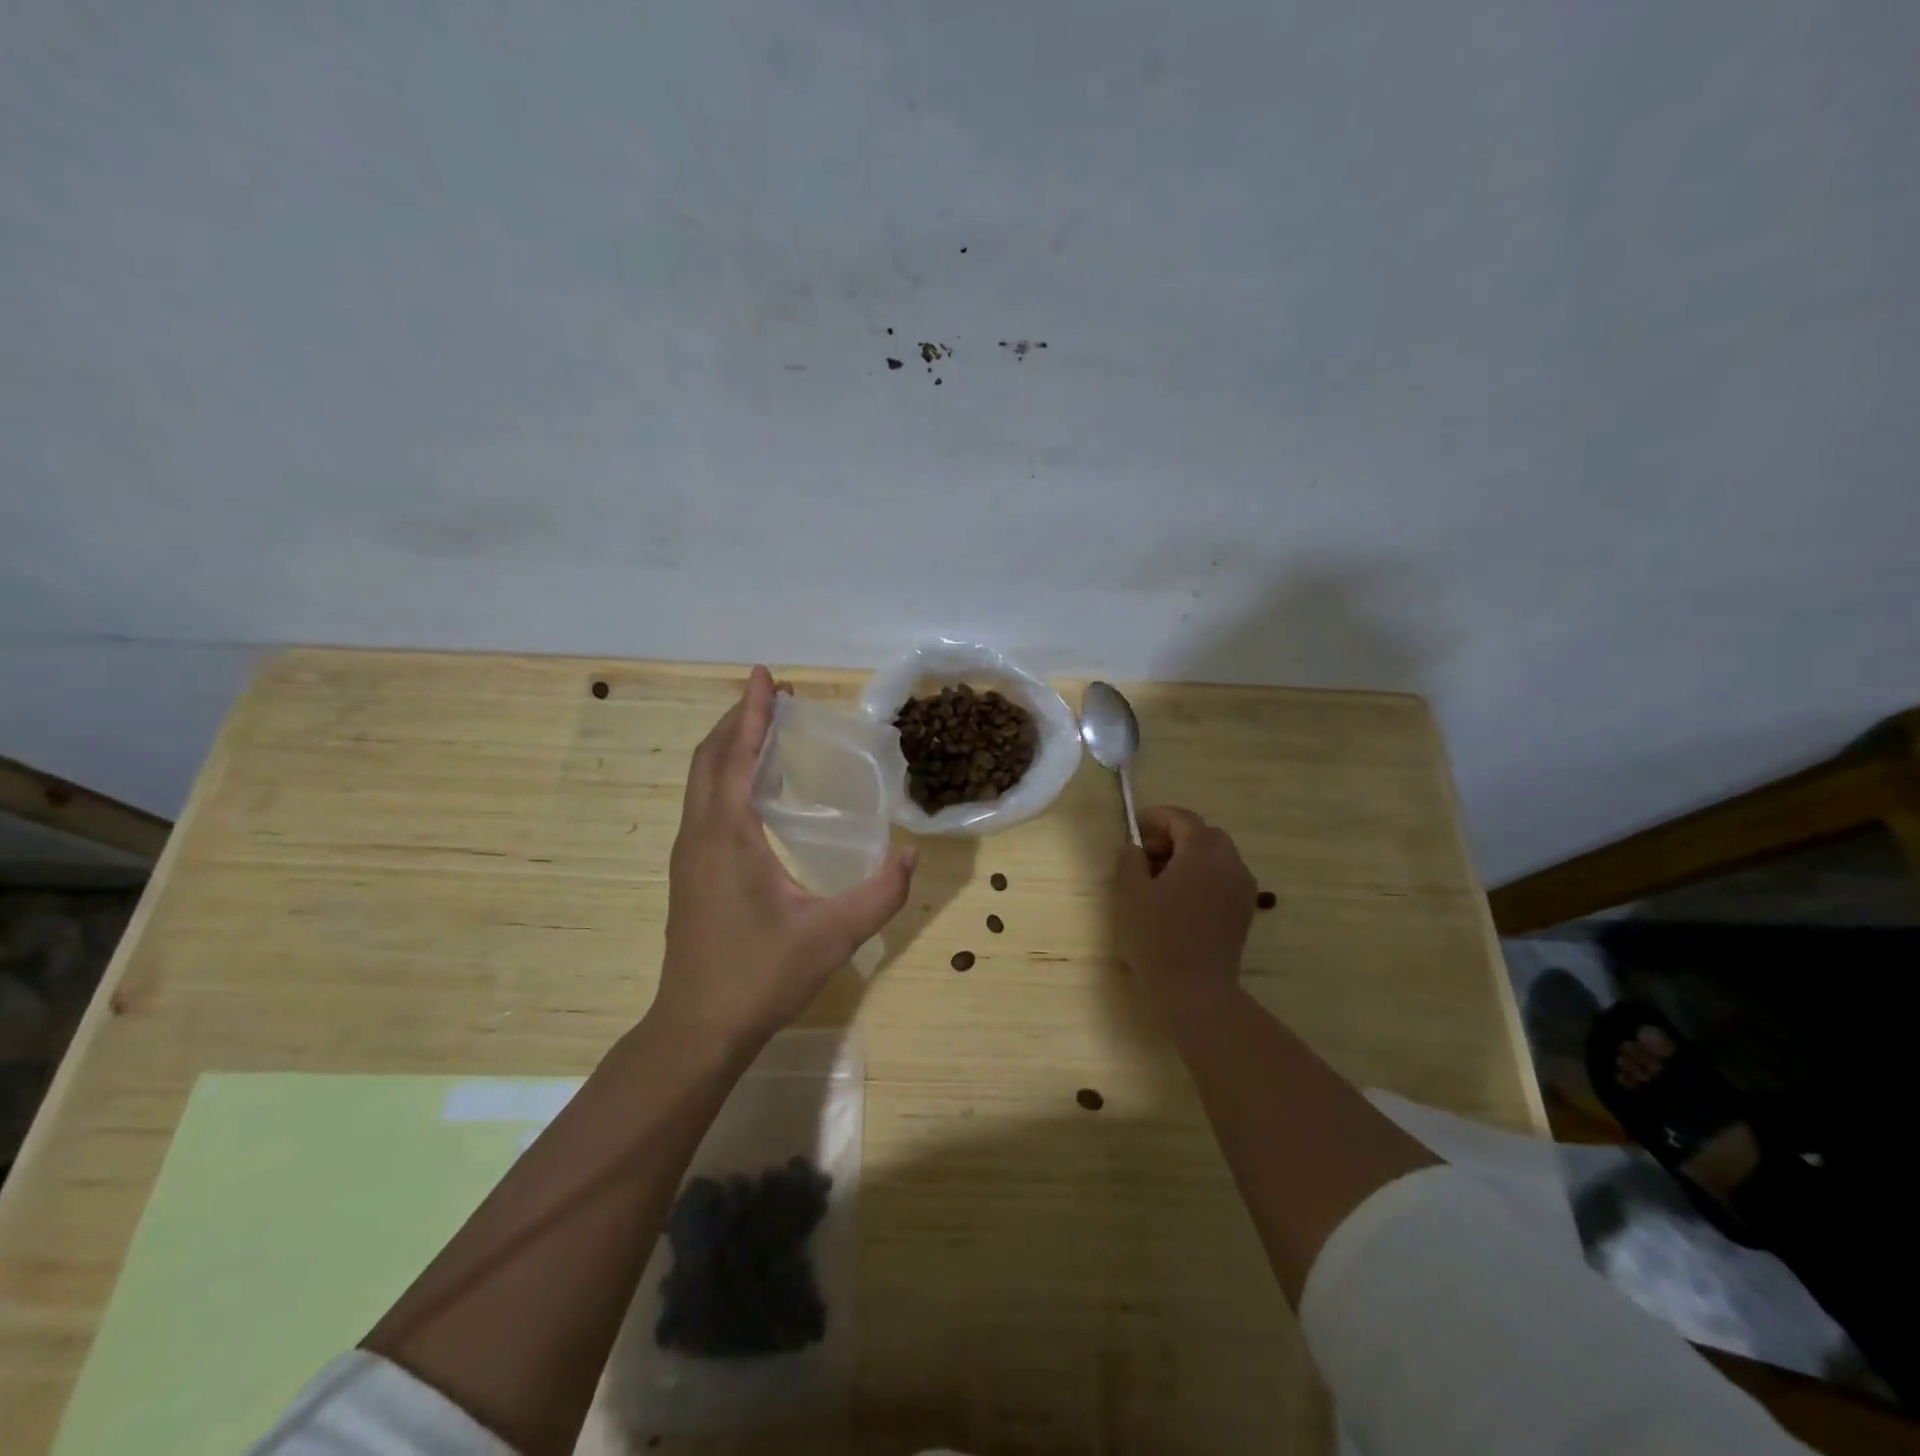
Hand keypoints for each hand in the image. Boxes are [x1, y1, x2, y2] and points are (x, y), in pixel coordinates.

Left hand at [653, 666, 916, 1055]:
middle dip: (739, 720)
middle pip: (710, 759)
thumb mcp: (833, 935)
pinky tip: (754, 790)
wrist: (697, 1029)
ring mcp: (690, 856)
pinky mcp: (691, 875)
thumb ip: (881, 893)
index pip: (735, 756)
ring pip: (702, 782)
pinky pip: (705, 805)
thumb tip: (911, 853)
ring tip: (765, 730)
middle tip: (773, 695)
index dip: (752, 712)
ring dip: (729, 747)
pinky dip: (725, 776)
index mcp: (727, 836)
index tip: (766, 676)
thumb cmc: (761, 976)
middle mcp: (700, 835)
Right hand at [1115, 806, 1257, 1019]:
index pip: (1182, 818)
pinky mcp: (1244, 911)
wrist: (1196, 991)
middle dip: (1174, 836)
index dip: (1156, 817)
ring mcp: (1242, 889)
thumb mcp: (1130, 893)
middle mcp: (1230, 864)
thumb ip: (1130, 859)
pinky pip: (1224, 877)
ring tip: (1161, 879)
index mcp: (1203, 853)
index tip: (1134, 829)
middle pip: (1204, 833)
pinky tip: (1180, 898)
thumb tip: (1136, 847)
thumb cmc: (1158, 938)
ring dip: (1190, 856)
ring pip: (1217, 855)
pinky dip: (1203, 875)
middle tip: (1146, 855)